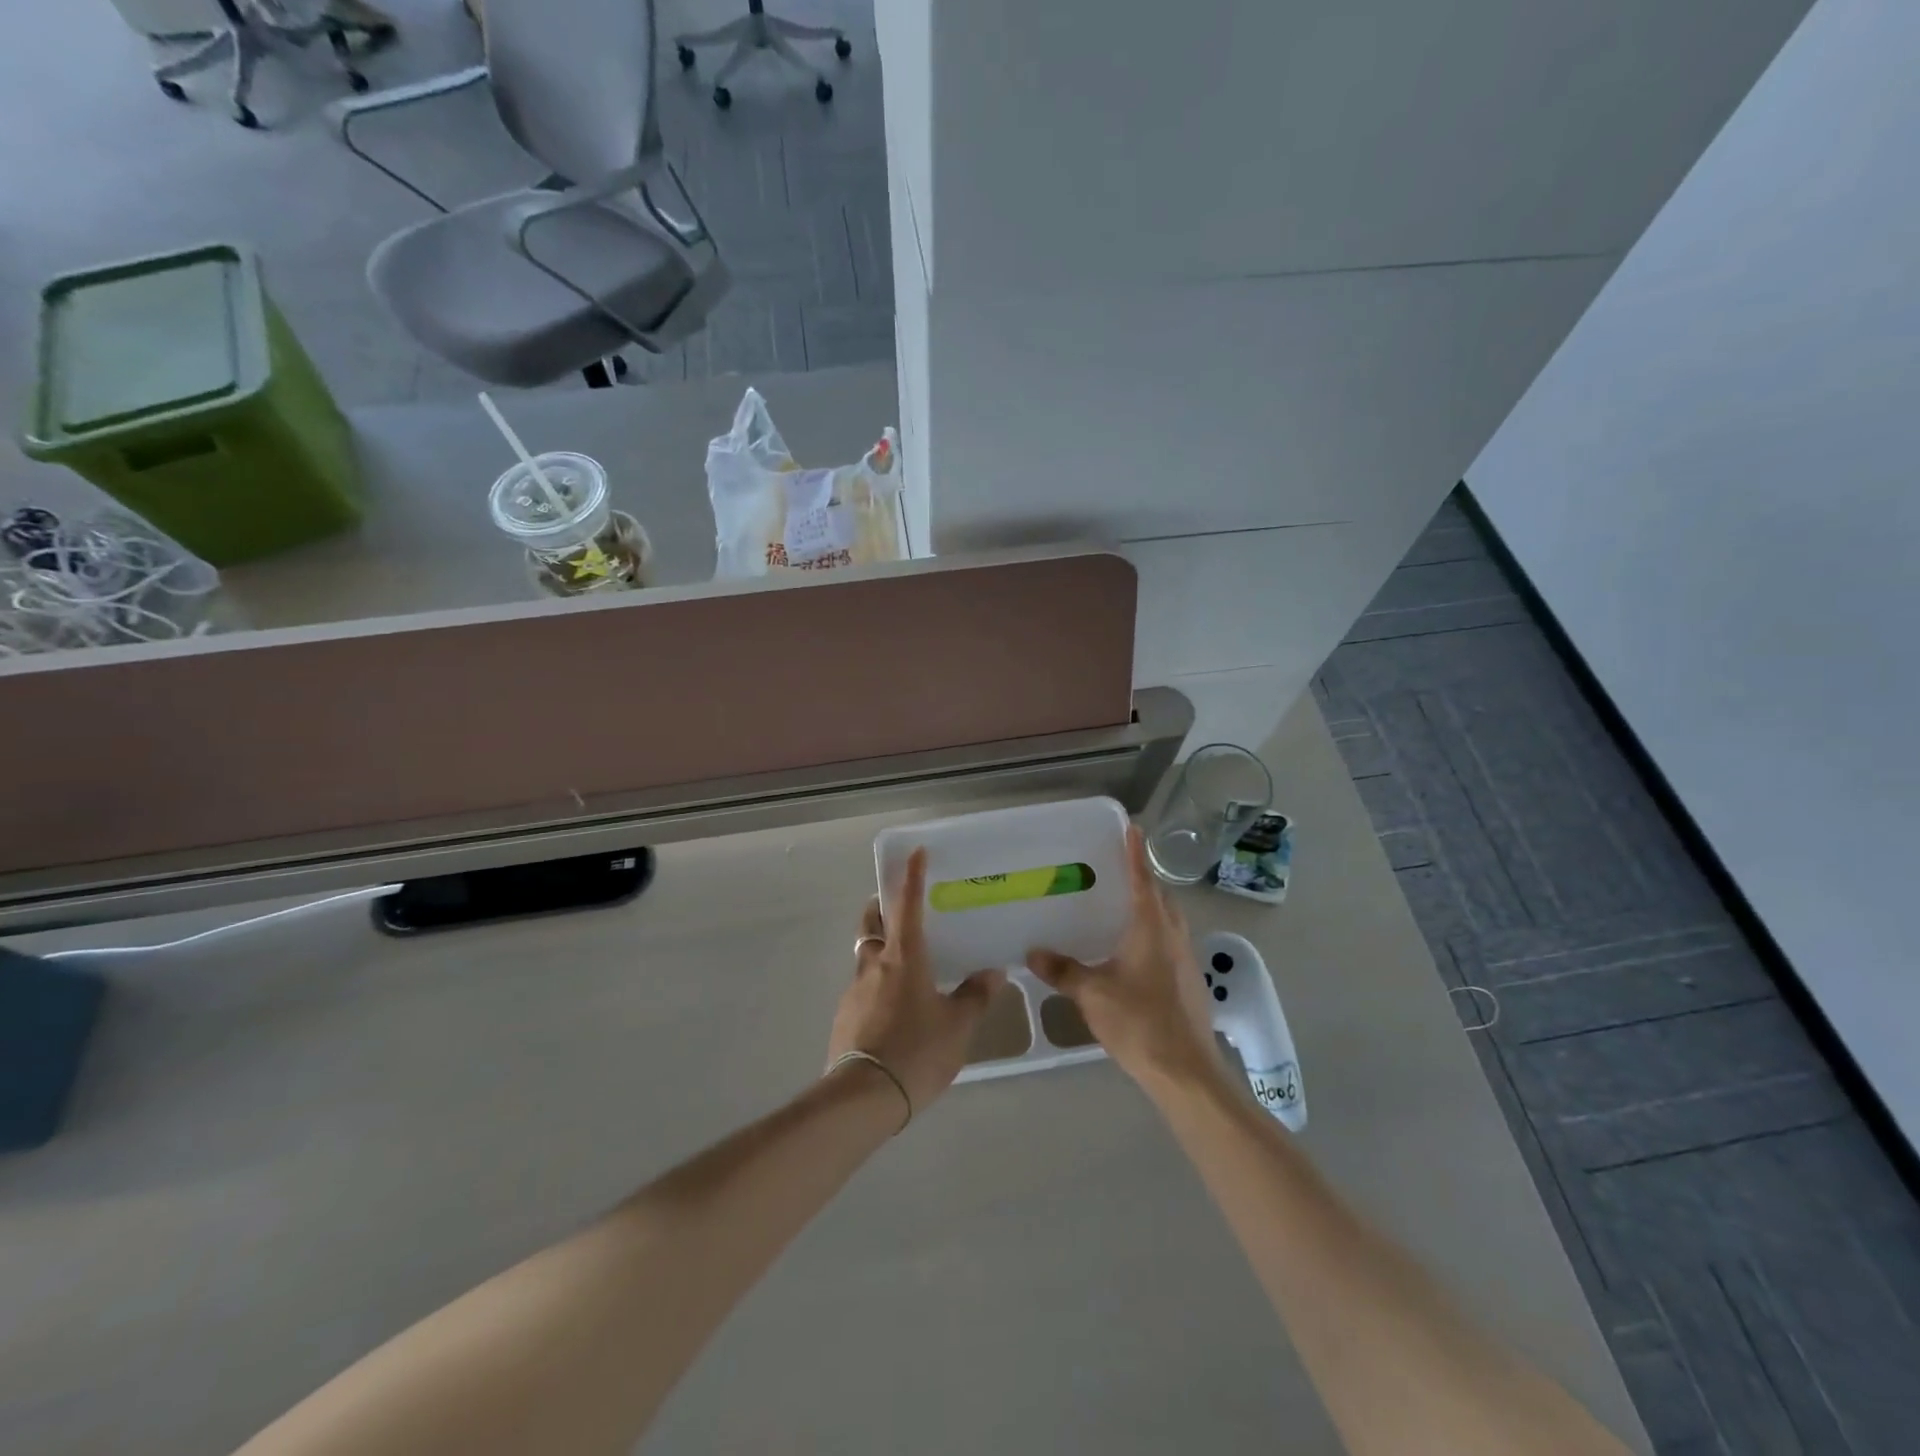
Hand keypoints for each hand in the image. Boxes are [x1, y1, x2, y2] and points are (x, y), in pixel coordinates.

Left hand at [828, 849, 1004, 1118]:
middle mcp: (875, 965)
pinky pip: (861, 990)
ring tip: (902, 967)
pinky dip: (875, 986)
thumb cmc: (917, 1050)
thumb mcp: (958, 1026)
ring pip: (865, 958)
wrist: (863, 1097)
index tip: (915, 853)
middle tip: (891, 906)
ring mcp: (854, 991)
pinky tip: (891, 1010)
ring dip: (878, 950)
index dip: (912, 877)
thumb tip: (993, 972)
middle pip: (871, 924)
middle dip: (879, 908)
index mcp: (904, 958)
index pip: (908, 906)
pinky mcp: (844, 1018)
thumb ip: (975, 997)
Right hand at [1026, 824, 1224, 1095]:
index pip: (1143, 879)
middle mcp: (1173, 936)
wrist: (1186, 1071)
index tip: (1133, 826)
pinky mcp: (1189, 983)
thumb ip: (1063, 970)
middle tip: (1117, 870)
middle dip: (1143, 880)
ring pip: (1168, 922)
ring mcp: (1186, 960)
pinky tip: (1132, 953)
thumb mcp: (1092, 994)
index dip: (1135, 852)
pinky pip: (1169, 944)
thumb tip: (1033, 951)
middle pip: (1161, 898)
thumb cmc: (1139, 1022)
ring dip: (1150, 908)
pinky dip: (1153, 935)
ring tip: (1121, 908)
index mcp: (1152, 928)